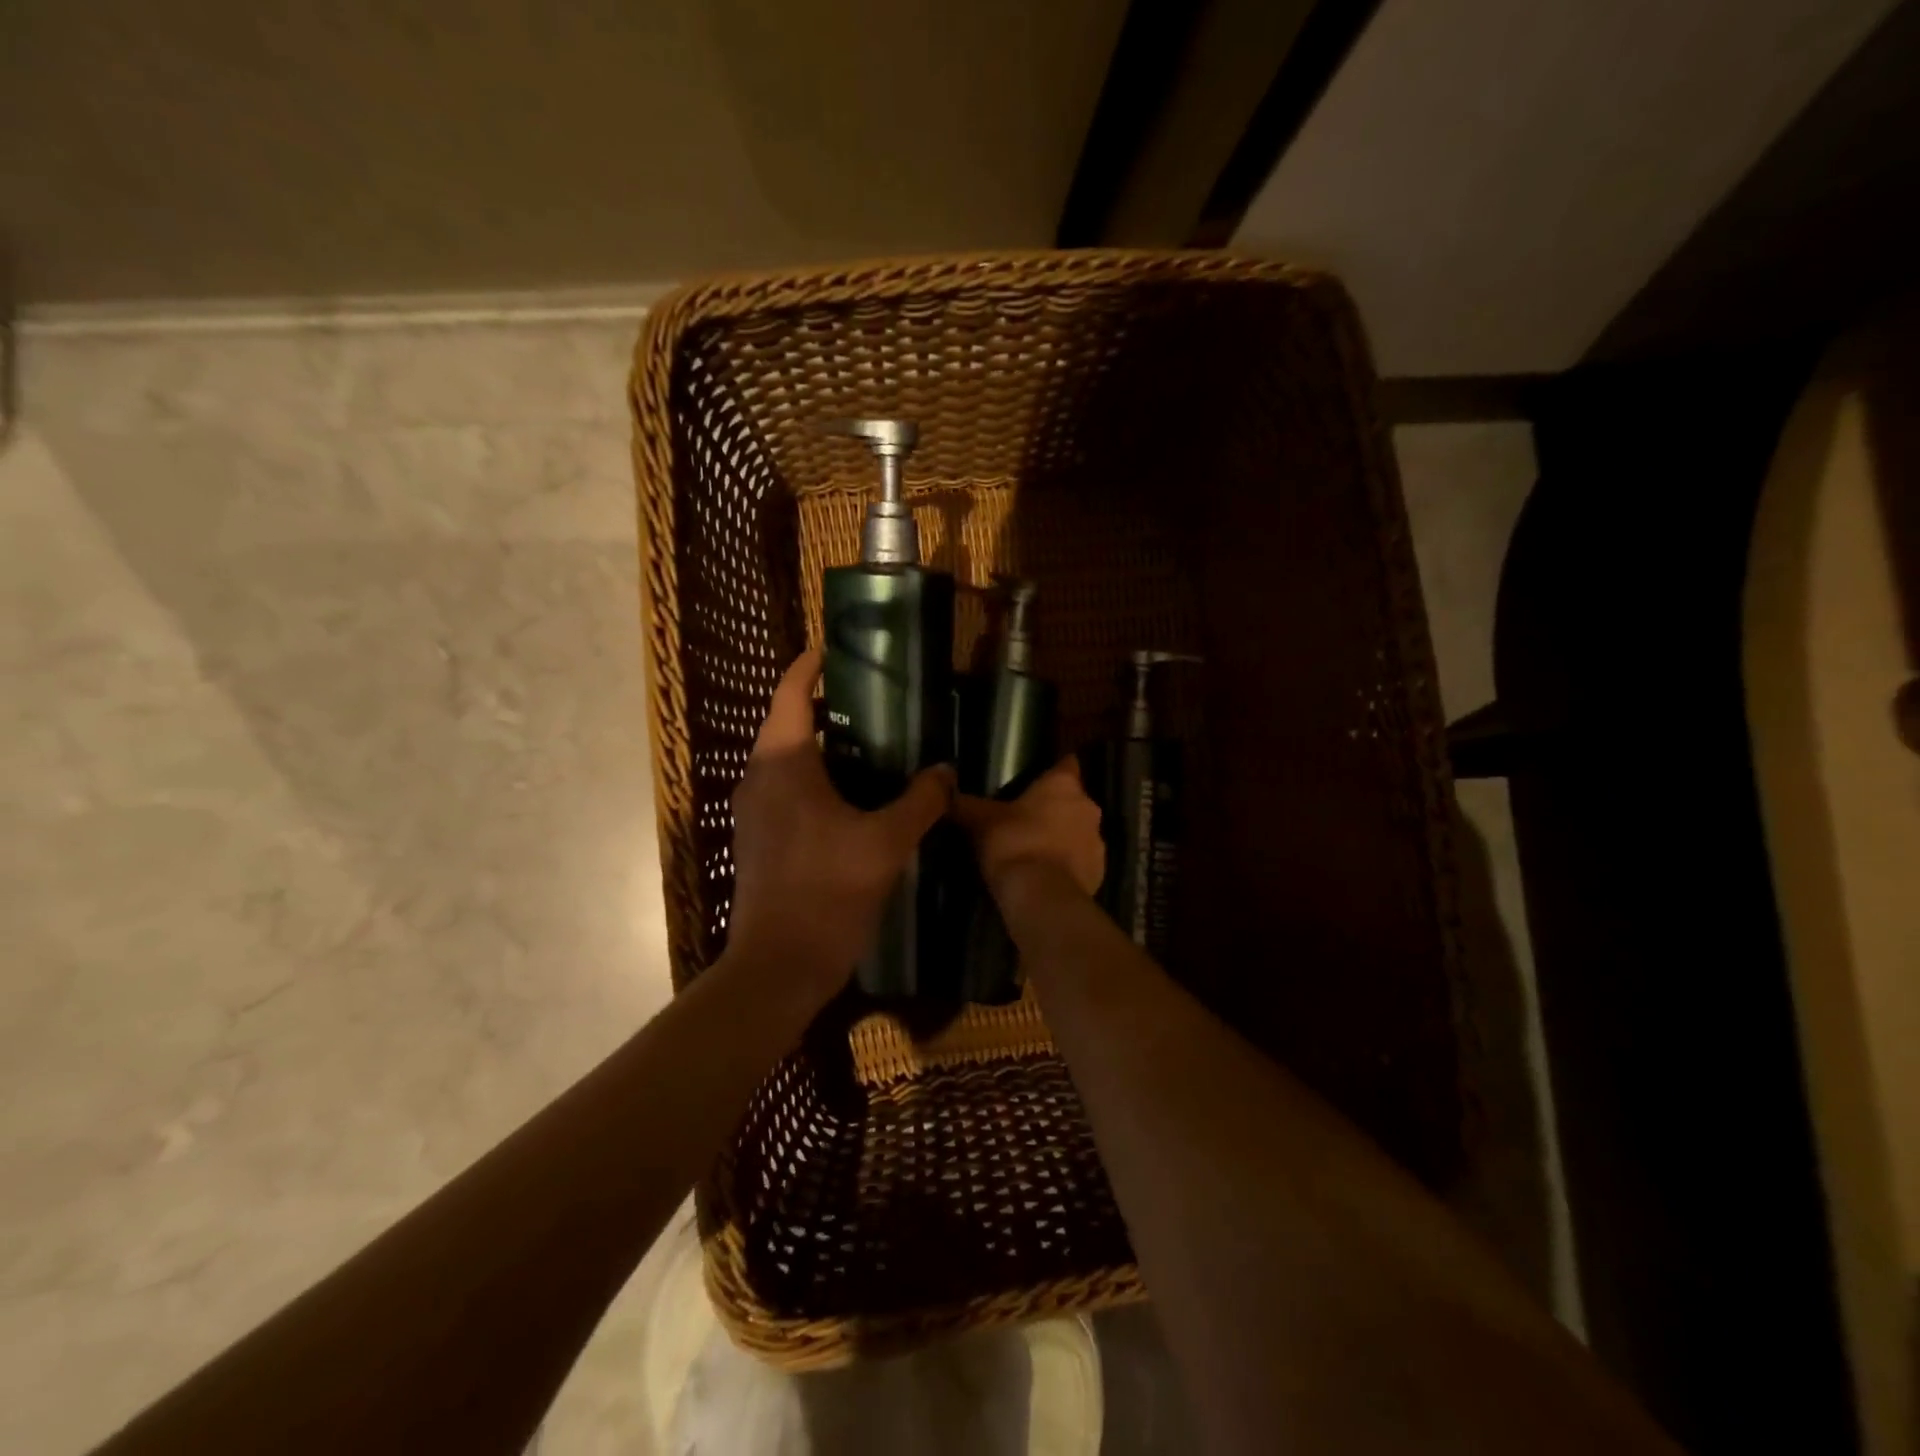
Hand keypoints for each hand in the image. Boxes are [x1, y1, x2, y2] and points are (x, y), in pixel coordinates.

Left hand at [724, 649, 953, 1007]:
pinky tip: (856, 797)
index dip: (810, 665)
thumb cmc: (827, 892)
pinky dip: (817, 779)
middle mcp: (759, 777)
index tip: (837, 649)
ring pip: (787, 760)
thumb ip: (920, 800)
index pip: (790, 693)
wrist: (778, 965)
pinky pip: (787, 790)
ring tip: (874, 746)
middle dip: (826, 706)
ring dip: (824, 747)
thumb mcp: (886, 843)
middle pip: (788, 723)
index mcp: (783, 763)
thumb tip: (946, 770)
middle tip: (876, 701)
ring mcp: (754, 810)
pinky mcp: (758, 838)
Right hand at [951, 756, 1104, 899]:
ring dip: (1062, 837)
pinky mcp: (1099, 873)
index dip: (1053, 769)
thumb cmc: (1013, 843)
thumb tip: (945, 790)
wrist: (1041, 896)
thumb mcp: (980, 820)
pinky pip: (1081, 862)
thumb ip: (965, 804)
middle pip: (1072, 800)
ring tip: (1033, 849)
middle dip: (1053, 807)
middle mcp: (1088, 807)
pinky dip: (1066, 865)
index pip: (1066, 764)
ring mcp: (1098, 842)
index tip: (1037, 778)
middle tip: (1025, 817)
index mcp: (1063, 785)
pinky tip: (1044, 875)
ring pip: (1079, 832)